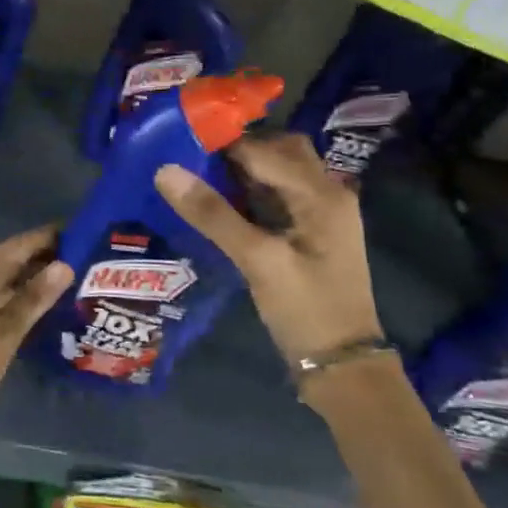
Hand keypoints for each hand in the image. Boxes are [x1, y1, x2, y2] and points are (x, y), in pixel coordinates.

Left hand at [0, 228, 72, 461]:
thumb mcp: (4, 333)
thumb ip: (34, 298)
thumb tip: (65, 265)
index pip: (20, 244)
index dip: (50, 237)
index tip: (84, 232)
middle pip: (12, 257)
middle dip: (47, 257)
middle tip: (88, 259)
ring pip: (5, 277)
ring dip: (35, 277)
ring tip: (75, 279)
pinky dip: (20, 295)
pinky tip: (44, 306)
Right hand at [153, 133, 381, 366]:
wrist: (342, 365)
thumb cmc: (305, 309)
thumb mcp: (257, 260)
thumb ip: (213, 214)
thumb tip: (165, 170)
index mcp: (321, 194)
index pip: (263, 149)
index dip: (222, 144)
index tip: (179, 142)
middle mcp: (327, 193)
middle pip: (279, 150)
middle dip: (236, 150)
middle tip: (191, 157)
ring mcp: (322, 212)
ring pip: (279, 171)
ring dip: (242, 170)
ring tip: (197, 175)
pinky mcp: (311, 231)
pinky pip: (278, 194)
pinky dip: (251, 190)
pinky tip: (220, 202)